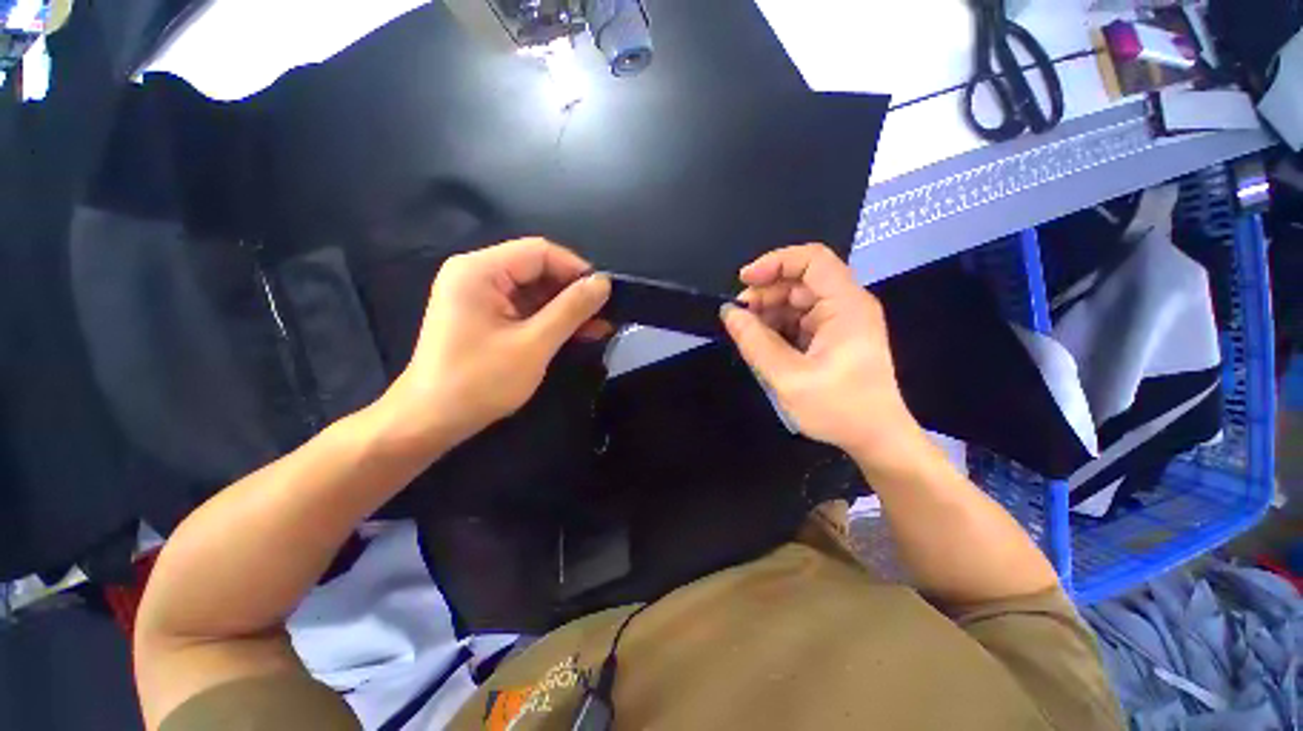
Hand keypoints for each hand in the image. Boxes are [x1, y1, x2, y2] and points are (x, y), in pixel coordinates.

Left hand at [380, 238, 610, 452]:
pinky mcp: (484, 316)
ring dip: (566, 309)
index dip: (577, 269)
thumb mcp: (534, 344)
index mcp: (479, 270)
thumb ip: (571, 309)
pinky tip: (578, 333)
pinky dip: (551, 320)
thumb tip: (603, 283)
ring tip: (600, 326)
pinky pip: (525, 308)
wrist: (431, 421)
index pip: (540, 252)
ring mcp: (478, 296)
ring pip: (535, 291)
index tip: (606, 294)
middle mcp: (476, 274)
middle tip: (606, 314)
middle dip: (573, 292)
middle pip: (537, 269)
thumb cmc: (480, 382)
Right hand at [722, 244, 922, 464]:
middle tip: (738, 317)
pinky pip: (800, 320)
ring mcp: (840, 321)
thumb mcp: (788, 377)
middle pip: (801, 281)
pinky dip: (778, 327)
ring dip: (769, 312)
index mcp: (845, 306)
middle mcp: (846, 305)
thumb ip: (755, 342)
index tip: (743, 282)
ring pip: (797, 301)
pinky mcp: (833, 336)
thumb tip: (729, 312)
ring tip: (747, 334)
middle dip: (766, 294)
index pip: (812, 260)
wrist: (876, 438)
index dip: (775, 262)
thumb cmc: (838, 409)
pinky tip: (762, 343)